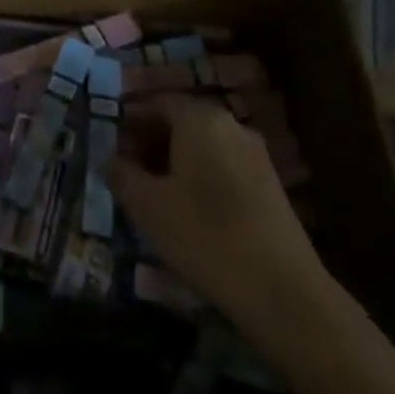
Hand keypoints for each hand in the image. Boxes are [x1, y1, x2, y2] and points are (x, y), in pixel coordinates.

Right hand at [109, 97, 328, 325]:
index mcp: (199, 119)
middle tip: (128, 169)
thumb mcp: (147, 207)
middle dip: (152, 140)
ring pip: (204, 144)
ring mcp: (255, 153)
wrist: (282, 290)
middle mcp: (230, 125)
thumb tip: (112, 160)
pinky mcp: (270, 183)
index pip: (157, 103)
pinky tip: (189, 209)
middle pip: (182, 121)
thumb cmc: (204, 236)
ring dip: (176, 160)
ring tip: (155, 192)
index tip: (112, 144)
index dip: (131, 121)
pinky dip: (201, 175)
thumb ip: (122, 174)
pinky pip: (224, 164)